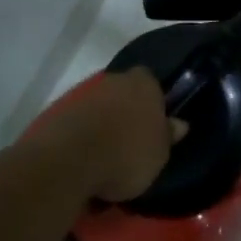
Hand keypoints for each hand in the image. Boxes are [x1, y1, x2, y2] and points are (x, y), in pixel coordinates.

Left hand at [48, 68, 178, 203]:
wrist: (70, 161)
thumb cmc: (128, 154)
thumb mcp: (160, 153)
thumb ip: (169, 135)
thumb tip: (180, 123)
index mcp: (144, 82)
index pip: (152, 82)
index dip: (154, 101)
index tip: (154, 124)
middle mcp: (114, 79)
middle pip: (125, 91)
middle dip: (128, 110)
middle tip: (133, 138)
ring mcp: (85, 94)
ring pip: (102, 105)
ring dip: (105, 122)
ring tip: (108, 153)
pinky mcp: (61, 111)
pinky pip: (81, 121)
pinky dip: (85, 134)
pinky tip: (87, 157)